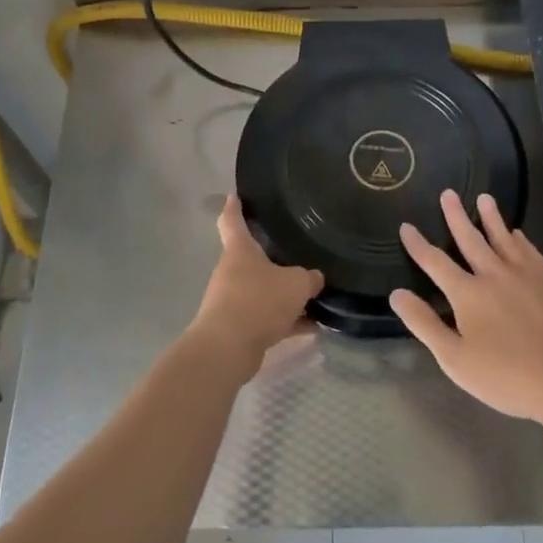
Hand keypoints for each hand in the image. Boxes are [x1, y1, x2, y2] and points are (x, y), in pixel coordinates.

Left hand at [189, 196, 324, 378]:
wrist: (228, 348)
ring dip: (283, 295)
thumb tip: (314, 278)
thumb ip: (309, 278)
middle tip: (297, 251)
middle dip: (273, 258)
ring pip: (263, 291)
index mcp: (240, 251)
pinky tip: (312, 327)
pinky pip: (267, 318)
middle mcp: (232, 272)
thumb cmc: (259, 301)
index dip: (234, 206)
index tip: (235, 194)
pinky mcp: (238, 328)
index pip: (232, 220)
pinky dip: (286, 321)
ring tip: (313, 296)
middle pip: (252, 258)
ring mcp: (233, 301)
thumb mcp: (296, 284)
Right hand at [391, 190, 542, 427]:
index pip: (435, 262)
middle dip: (456, 216)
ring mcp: (526, 275)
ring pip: (503, 238)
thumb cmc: (508, 377)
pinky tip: (518, 234)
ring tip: (484, 197)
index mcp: (468, 294)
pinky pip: (530, 251)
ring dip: (491, 217)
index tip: (406, 226)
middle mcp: (494, 275)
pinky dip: (520, 239)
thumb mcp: (456, 360)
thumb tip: (396, 293)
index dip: (418, 245)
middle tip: (448, 193)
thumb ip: (425, 324)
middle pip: (470, 239)